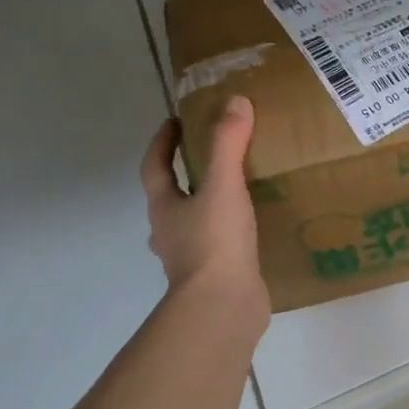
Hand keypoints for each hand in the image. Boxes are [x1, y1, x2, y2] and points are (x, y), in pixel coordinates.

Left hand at [140, 96, 269, 317]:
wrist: (222, 307)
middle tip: (212, 154)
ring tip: (238, 190)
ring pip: (193, 223)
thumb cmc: (214, 242)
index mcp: (164, 208)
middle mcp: (170, 232)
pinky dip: (229, 232)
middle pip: (170, 196)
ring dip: (206, 206)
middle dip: (185, 175)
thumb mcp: (223, 185)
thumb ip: (227, 144)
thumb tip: (234, 101)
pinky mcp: (214, 276)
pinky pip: (218, 246)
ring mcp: (189, 258)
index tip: (175, 121)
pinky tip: (253, 228)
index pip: (154, 167)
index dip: (162, 142)